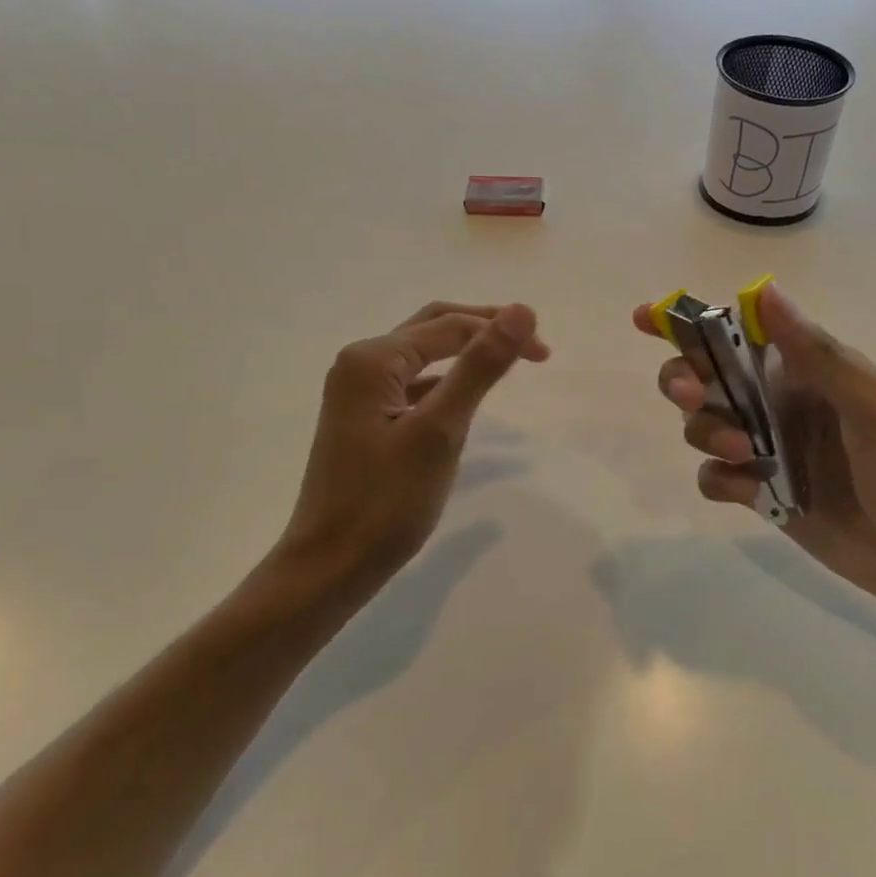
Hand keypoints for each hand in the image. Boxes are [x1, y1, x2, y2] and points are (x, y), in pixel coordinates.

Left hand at [276, 301, 548, 595]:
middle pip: (433, 327)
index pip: (451, 326)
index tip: (546, 354)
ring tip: (508, 362)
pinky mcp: (364, 417)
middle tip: (532, 345)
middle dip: (484, 328)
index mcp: (374, 359)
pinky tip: (466, 395)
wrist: (329, 566)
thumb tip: (522, 310)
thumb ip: (480, 366)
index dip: (501, 331)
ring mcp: (359, 391)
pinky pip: (413, 382)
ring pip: (423, 354)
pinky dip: (446, 379)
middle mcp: (361, 363)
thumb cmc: (386, 501)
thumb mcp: (440, 430)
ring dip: (466, 351)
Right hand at [634, 281, 875, 634]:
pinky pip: (717, 477)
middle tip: (692, 395)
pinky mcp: (766, 496)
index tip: (646, 318)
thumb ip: (818, 354)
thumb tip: (764, 290)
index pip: (744, 333)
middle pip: (708, 377)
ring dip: (707, 430)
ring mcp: (772, 450)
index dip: (692, 322)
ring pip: (704, 425)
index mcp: (812, 371)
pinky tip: (745, 490)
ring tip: (743, 452)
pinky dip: (718, 478)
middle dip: (687, 379)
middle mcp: (783, 403)